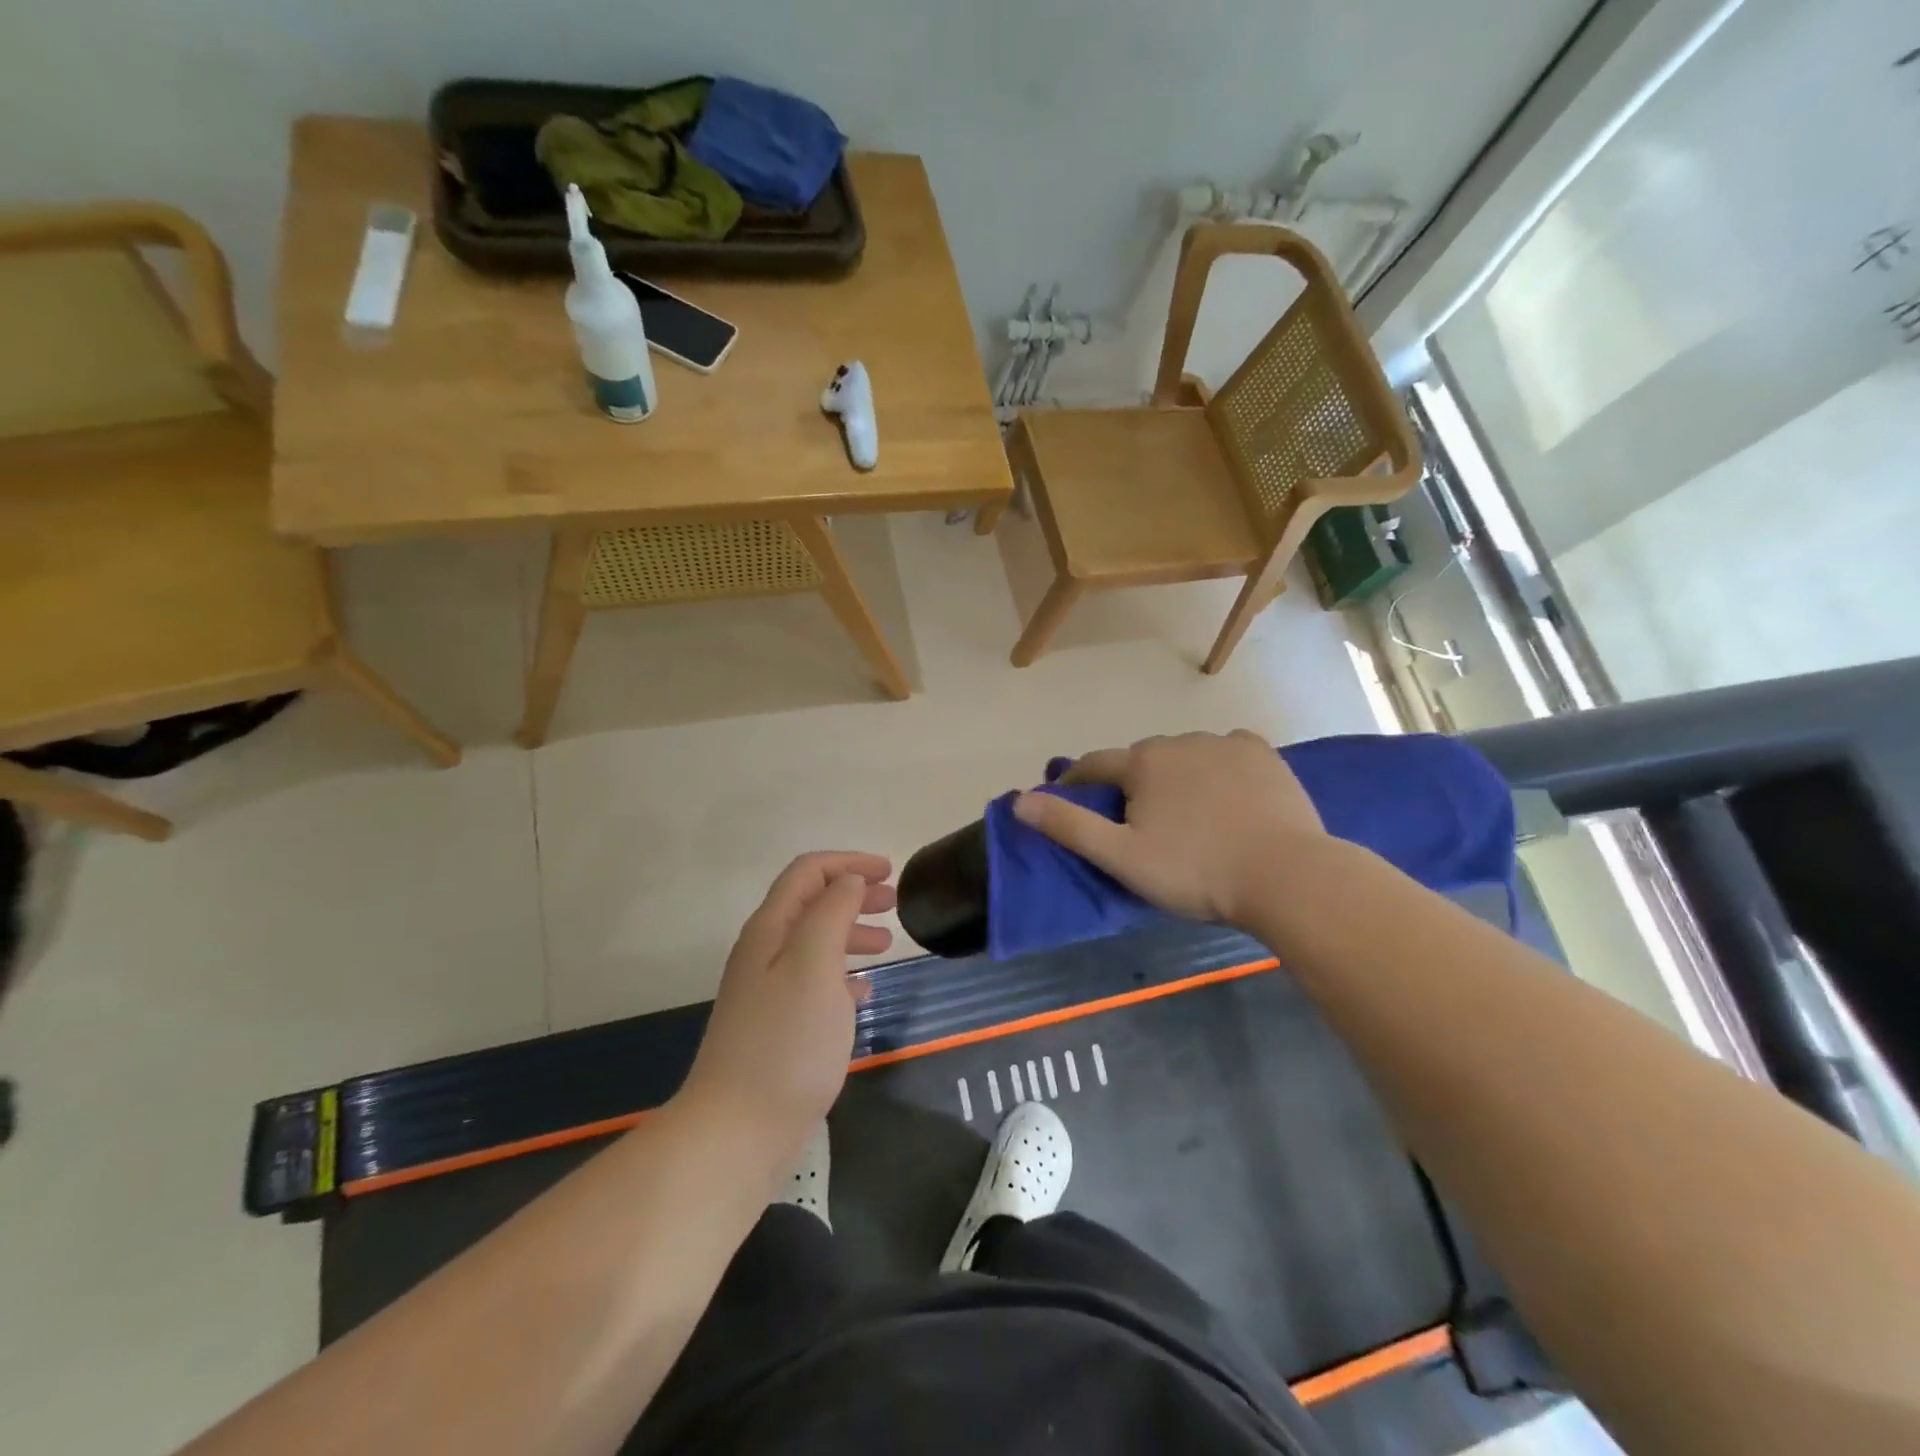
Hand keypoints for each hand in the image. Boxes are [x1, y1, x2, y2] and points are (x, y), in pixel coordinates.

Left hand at [677, 852, 894, 1157]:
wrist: (738, 1129)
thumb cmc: (786, 1040)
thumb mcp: (815, 964)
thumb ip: (832, 913)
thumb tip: (848, 881)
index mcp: (771, 929)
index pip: (808, 872)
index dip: (848, 863)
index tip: (890, 872)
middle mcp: (764, 952)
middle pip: (811, 904)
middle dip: (853, 894)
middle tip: (894, 904)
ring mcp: (768, 991)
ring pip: (815, 943)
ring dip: (851, 933)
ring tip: (886, 946)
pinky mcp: (777, 1026)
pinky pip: (815, 982)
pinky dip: (843, 974)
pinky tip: (864, 992)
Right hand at [1013, 731, 1326, 927]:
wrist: (1287, 877)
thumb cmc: (1196, 871)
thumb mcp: (1122, 857)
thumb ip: (1069, 826)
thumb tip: (1020, 801)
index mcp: (1143, 763)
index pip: (1095, 765)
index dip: (1077, 782)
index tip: (1070, 798)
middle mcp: (1180, 741)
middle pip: (1141, 760)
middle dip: (1131, 784)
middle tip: (1138, 824)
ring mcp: (1225, 743)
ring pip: (1185, 755)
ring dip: (1175, 775)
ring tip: (1186, 814)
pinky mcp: (1263, 754)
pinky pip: (1227, 753)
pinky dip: (1218, 767)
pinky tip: (1226, 794)